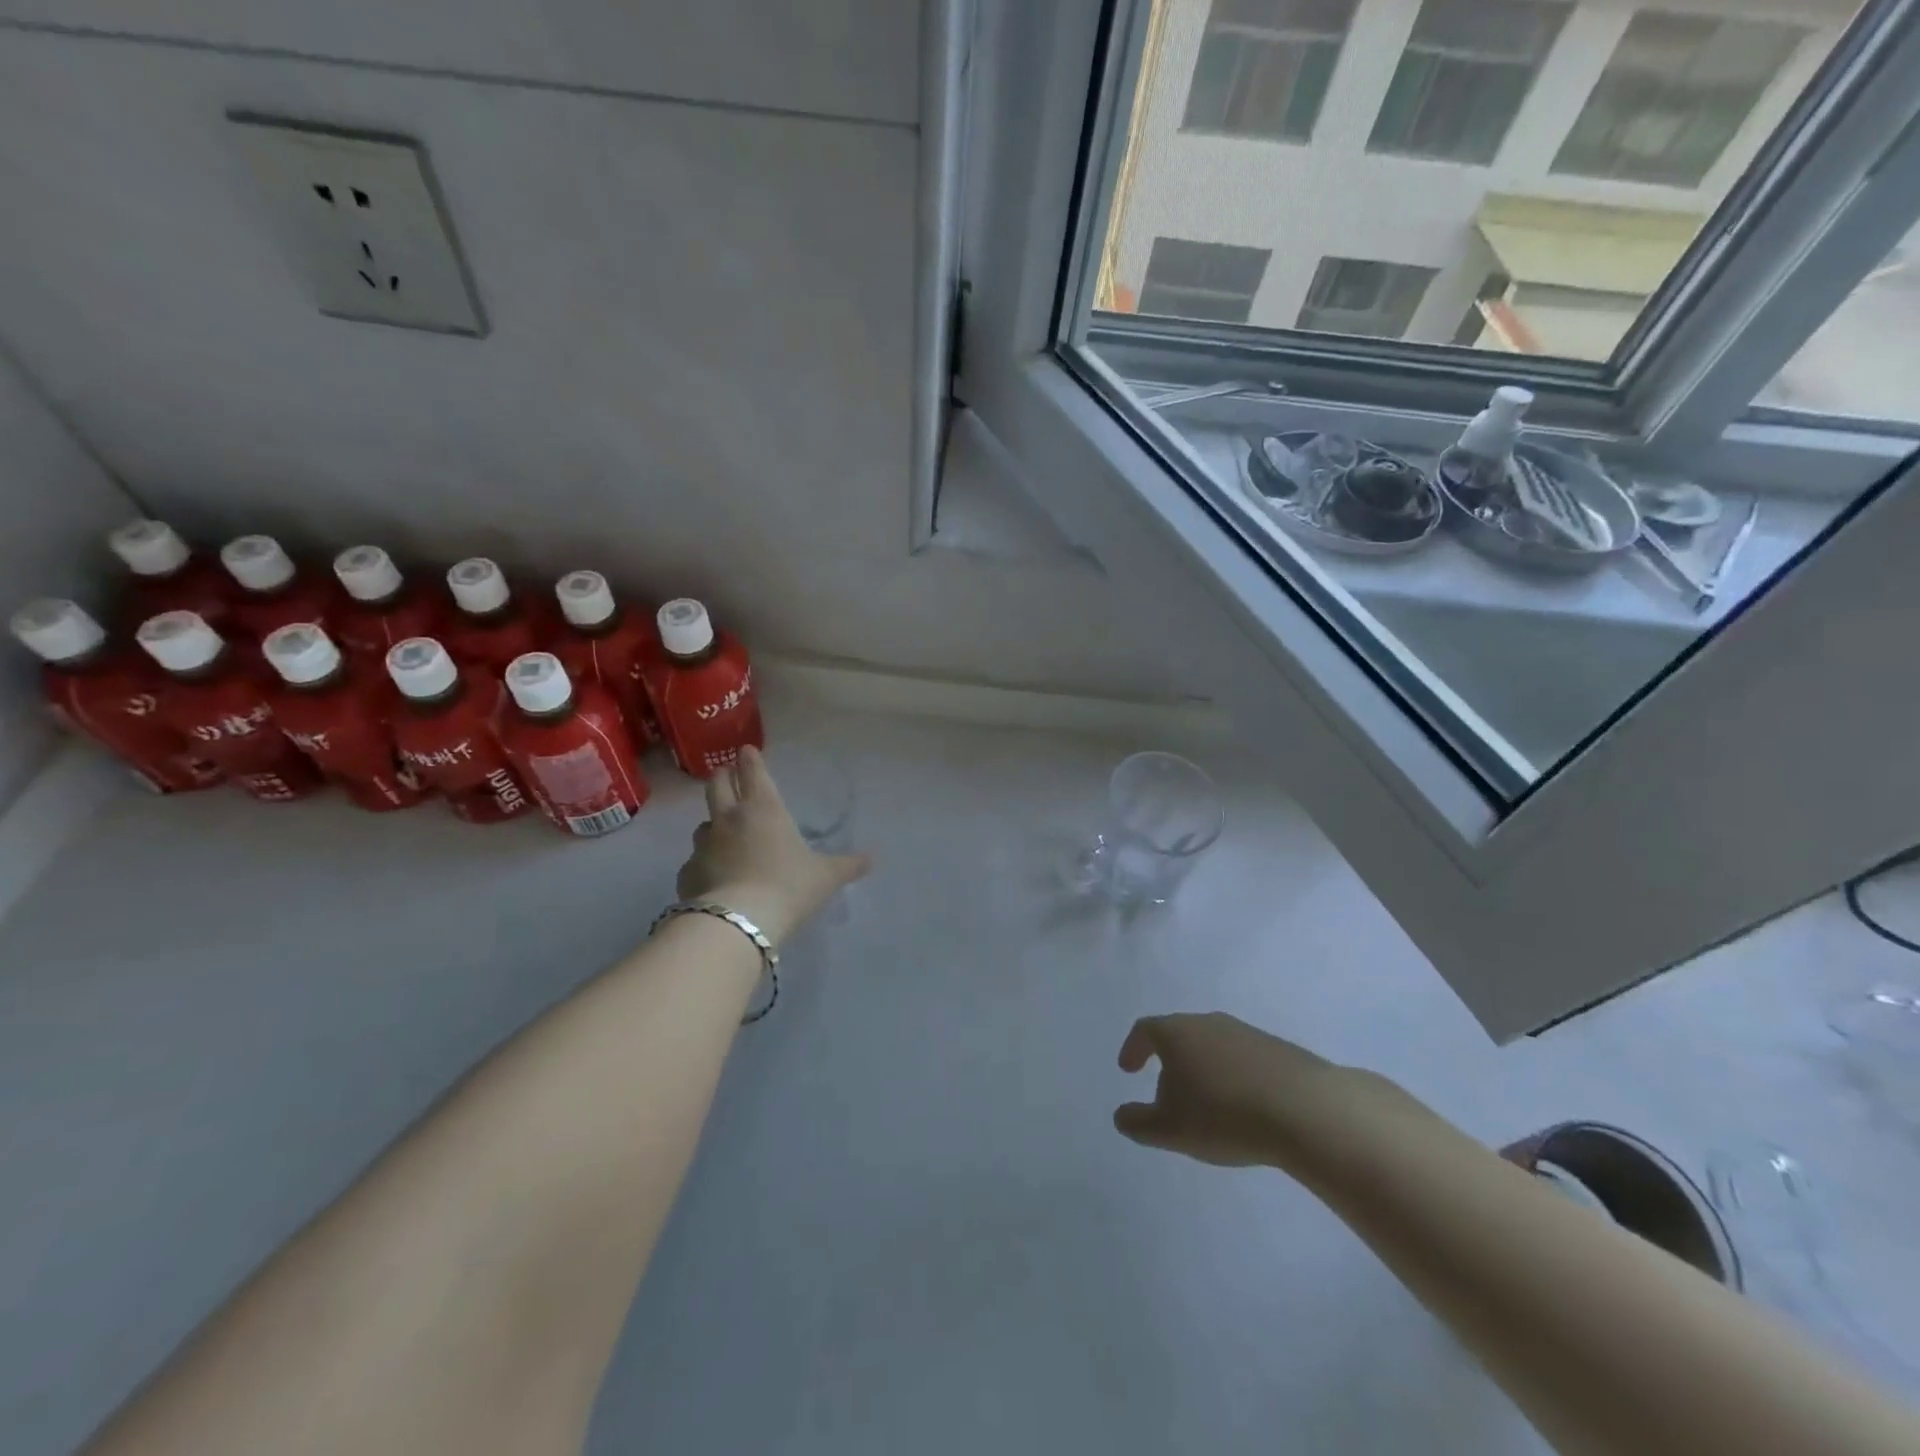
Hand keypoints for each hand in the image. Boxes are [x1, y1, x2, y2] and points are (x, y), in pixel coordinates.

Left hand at [676, 746, 870, 945]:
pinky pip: (694, 862)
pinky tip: (712, 877)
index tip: (746, 750)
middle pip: (716, 786)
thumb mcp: (826, 877)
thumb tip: (871, 859)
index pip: (753, 773)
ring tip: (721, 834)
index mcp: (764, 809)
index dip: (750, 759)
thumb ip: (848, 865)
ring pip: (703, 825)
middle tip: (726, 775)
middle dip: (722, 777)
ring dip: (712, 824)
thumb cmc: (788, 887)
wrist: (738, 922)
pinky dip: (702, 865)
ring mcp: (703, 846)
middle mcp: (729, 819)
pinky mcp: (687, 874)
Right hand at [1114, 1013, 1341, 1167]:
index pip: (1145, 1030)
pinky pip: (1242, 1059)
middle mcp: (1208, 1023)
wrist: (1305, 1110)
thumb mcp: (1170, 1129)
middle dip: (1169, 1062)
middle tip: (1167, 1095)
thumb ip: (1138, 1122)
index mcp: (1177, 1032)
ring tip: (1207, 1105)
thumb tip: (1121, 1115)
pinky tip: (1243, 1107)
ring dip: (1203, 1070)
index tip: (1128, 1069)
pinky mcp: (1277, 1048)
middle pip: (1179, 1035)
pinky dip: (1233, 1077)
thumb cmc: (1223, 1115)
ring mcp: (1245, 1032)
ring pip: (1212, 1046)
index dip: (1133, 1048)